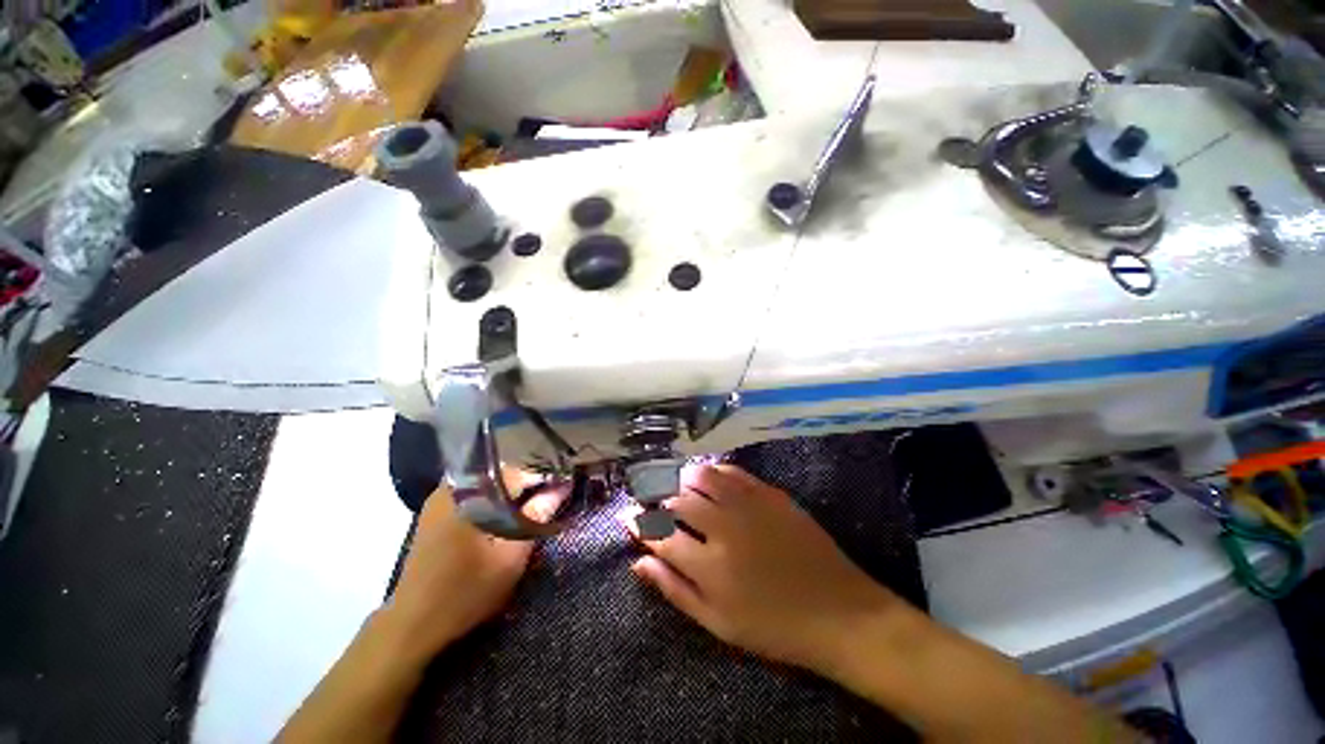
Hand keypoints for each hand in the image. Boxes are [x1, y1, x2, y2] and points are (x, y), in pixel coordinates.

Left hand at [382, 468, 565, 660]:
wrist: (412, 624)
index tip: (562, 487)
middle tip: (549, 497)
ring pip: (488, 482)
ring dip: (510, 491)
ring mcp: (440, 499)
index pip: (518, 470)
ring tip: (532, 505)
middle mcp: (453, 488)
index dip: (544, 477)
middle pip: (502, 472)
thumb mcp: (510, 558)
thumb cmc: (466, 592)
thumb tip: (560, 488)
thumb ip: (536, 518)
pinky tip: (505, 514)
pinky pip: (473, 493)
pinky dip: (493, 499)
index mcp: (471, 494)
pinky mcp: (435, 513)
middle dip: (527, 482)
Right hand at [628, 464, 896, 673]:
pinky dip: (713, 471)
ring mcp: (749, 505)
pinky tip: (708, 477)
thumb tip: (639, 562)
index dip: (638, 524)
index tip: (627, 516)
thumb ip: (674, 589)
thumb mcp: (717, 623)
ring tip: (676, 486)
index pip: (659, 535)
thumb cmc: (773, 627)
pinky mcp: (770, 494)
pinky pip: (732, 471)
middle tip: (652, 500)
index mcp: (708, 566)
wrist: (838, 611)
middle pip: (677, 500)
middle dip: (657, 498)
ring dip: (682, 478)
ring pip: (702, 476)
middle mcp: (724, 527)